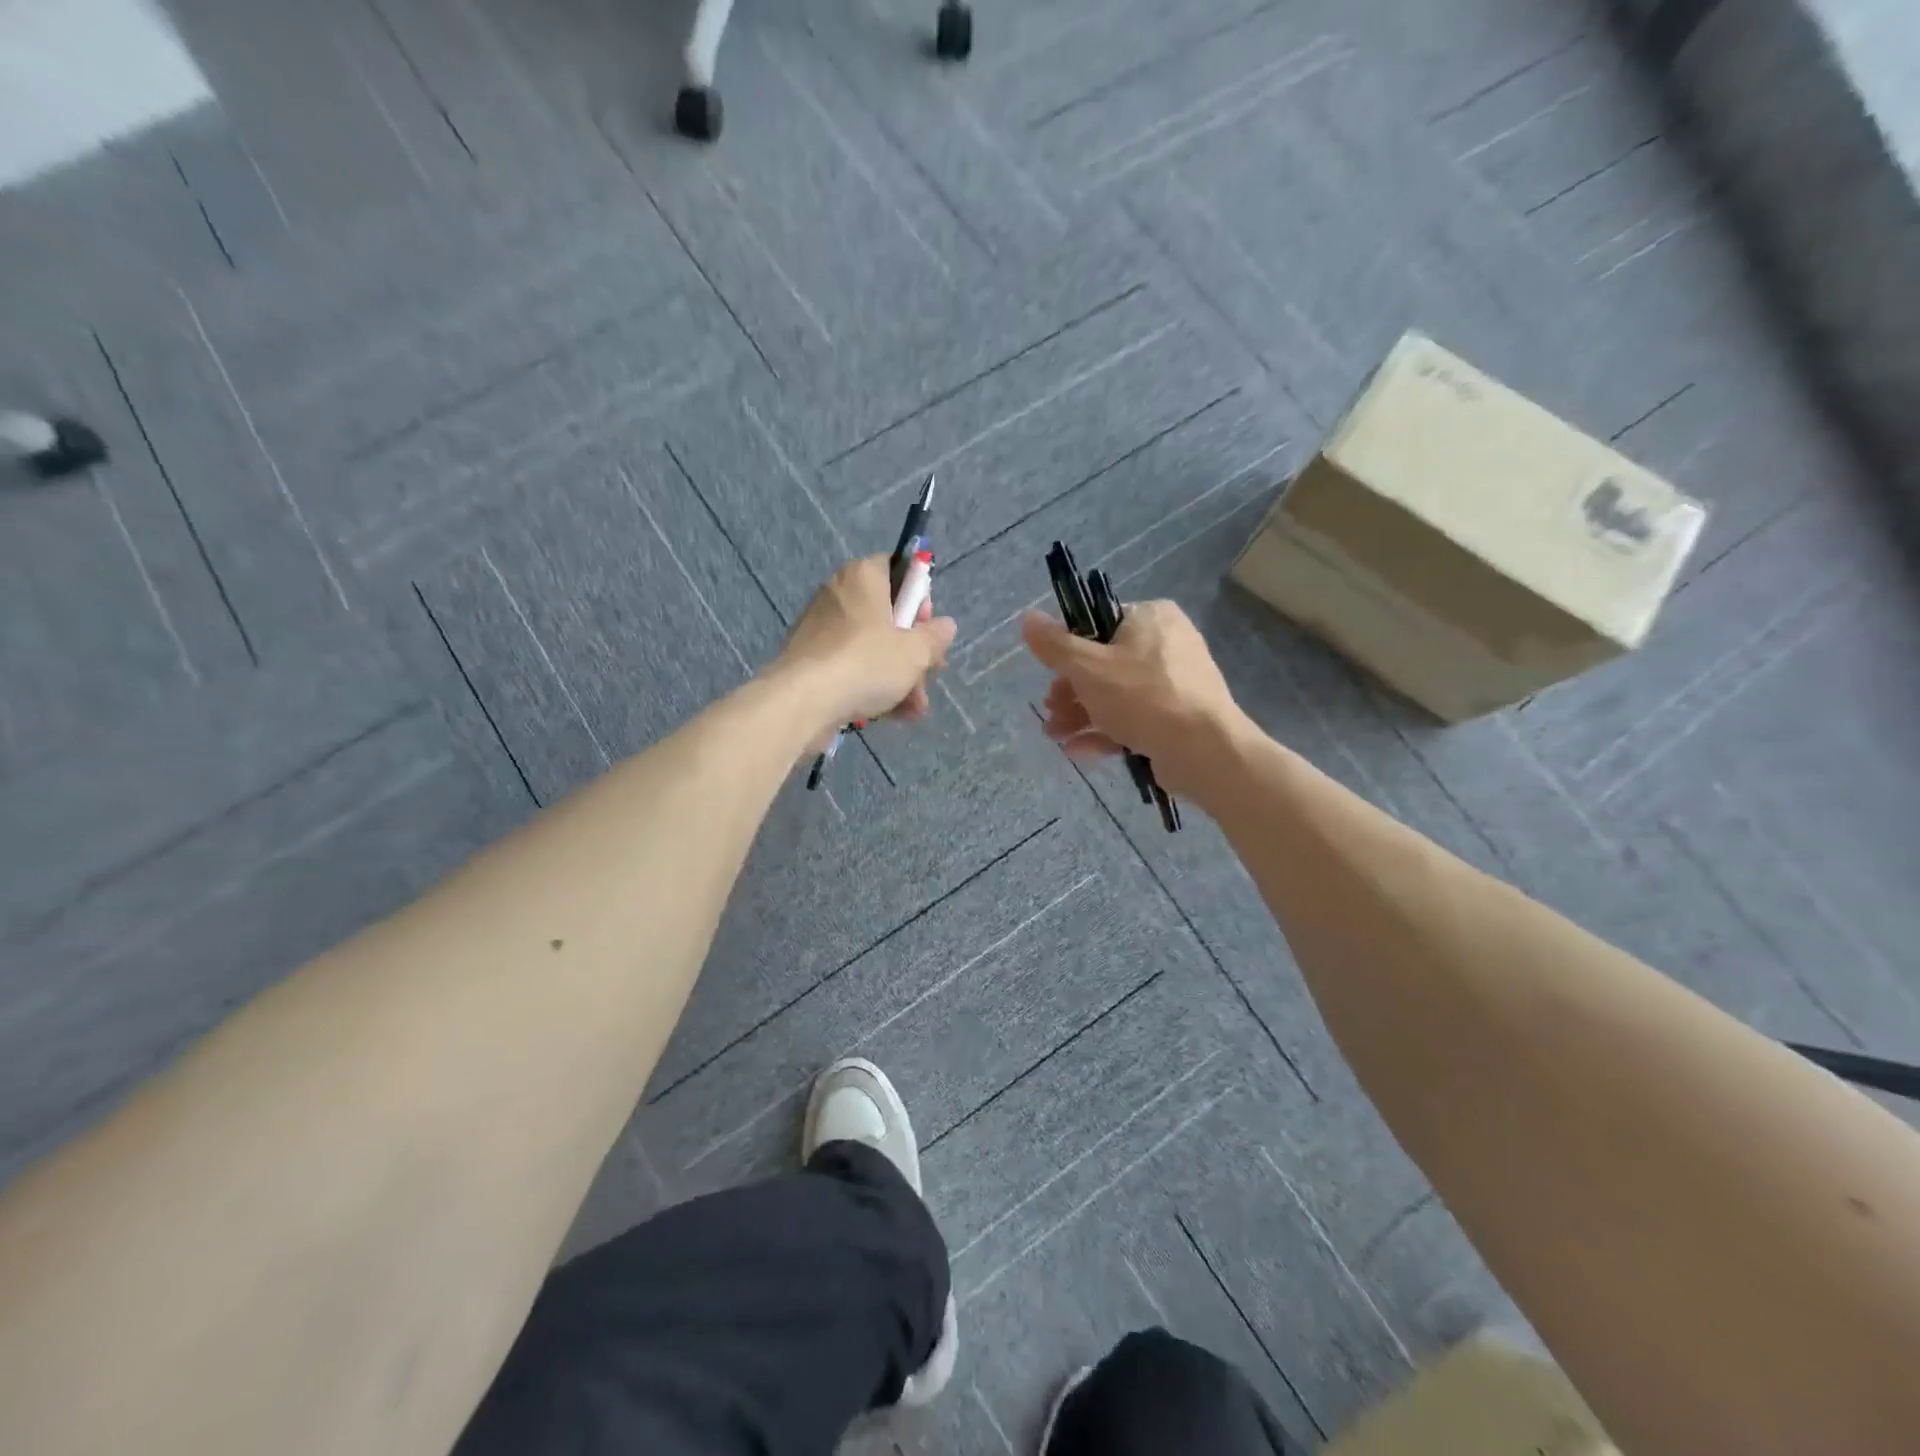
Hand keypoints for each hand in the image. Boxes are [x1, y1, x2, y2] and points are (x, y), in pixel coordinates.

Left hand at [775, 555, 957, 738]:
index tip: (927, 627)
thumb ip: (935, 637)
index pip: (897, 569)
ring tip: (915, 708)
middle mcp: (839, 595)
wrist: (804, 702)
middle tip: (929, 674)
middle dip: (913, 651)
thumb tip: (946, 626)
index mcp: (863, 577)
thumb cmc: (866, 663)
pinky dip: (872, 687)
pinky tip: (893, 714)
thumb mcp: (915, 652)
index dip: (918, 598)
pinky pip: (851, 668)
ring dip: (899, 677)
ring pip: (872, 648)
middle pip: (887, 616)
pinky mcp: (811, 661)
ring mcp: (821, 630)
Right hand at [1023, 601, 1247, 798]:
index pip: (1099, 624)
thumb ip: (1054, 645)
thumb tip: (1028, 618)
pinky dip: (1106, 732)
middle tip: (1051, 712)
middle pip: (1104, 664)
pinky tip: (1078, 751)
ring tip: (1056, 735)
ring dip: (1081, 715)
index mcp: (1151, 618)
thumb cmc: (1143, 697)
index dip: (1069, 651)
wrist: (1205, 750)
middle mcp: (1168, 643)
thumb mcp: (1088, 667)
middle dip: (1070, 692)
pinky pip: (1136, 718)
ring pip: (1117, 695)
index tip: (1051, 676)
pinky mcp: (1179, 717)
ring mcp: (1176, 683)